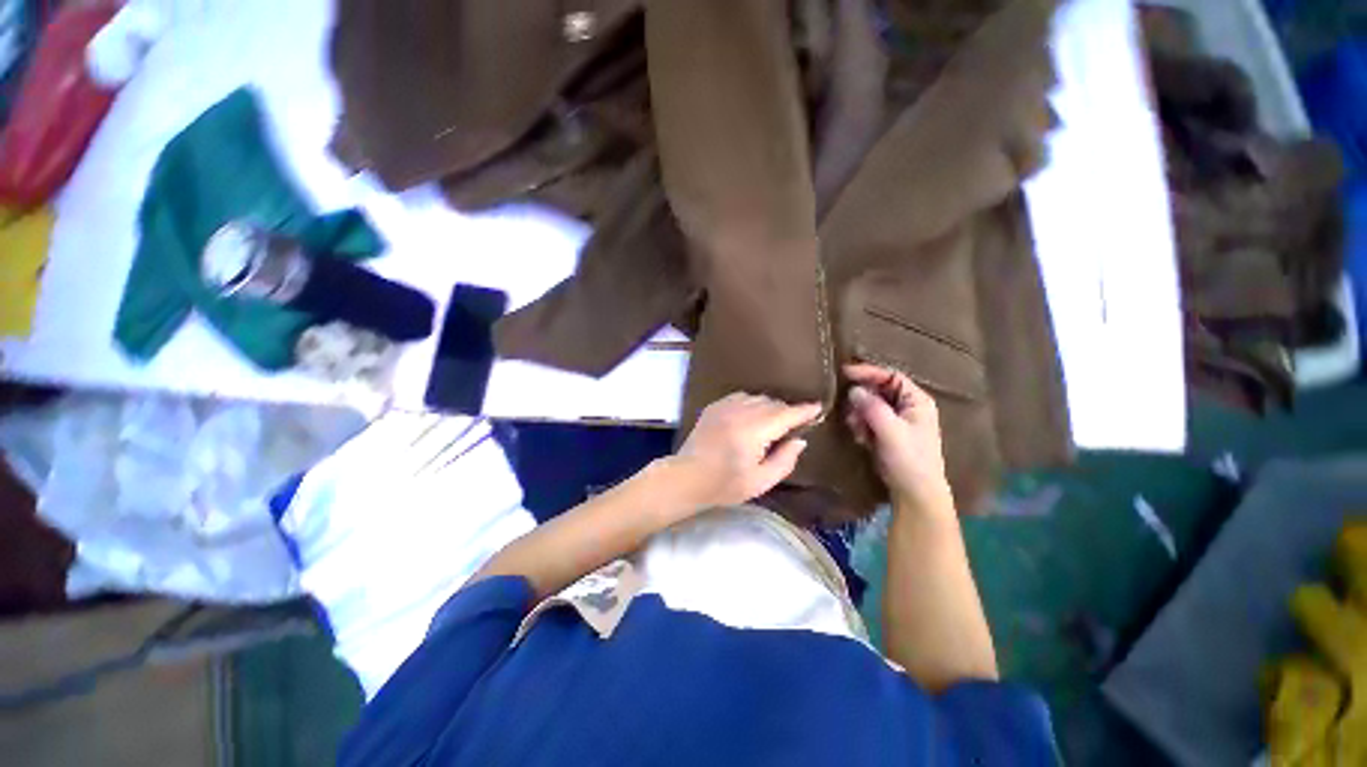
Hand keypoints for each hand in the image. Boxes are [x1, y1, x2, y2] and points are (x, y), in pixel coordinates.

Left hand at [666, 393, 821, 511]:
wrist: (686, 477)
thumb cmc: (724, 485)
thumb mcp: (761, 481)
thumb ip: (785, 460)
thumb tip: (800, 440)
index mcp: (754, 430)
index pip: (786, 414)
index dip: (804, 410)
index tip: (818, 407)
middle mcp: (740, 412)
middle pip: (772, 403)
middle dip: (787, 410)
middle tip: (794, 424)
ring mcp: (725, 406)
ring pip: (757, 397)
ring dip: (769, 406)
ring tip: (772, 421)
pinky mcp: (714, 406)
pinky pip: (740, 397)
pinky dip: (751, 403)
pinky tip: (751, 415)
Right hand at [844, 363, 952, 511]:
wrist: (914, 493)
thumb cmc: (910, 459)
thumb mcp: (892, 431)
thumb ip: (872, 408)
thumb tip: (853, 390)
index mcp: (916, 400)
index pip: (890, 376)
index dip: (868, 372)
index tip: (845, 372)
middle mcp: (906, 406)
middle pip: (878, 390)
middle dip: (862, 399)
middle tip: (849, 409)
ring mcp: (895, 419)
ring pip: (869, 405)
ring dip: (859, 414)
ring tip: (857, 429)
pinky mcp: (885, 432)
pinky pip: (866, 419)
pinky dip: (860, 425)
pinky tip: (860, 438)